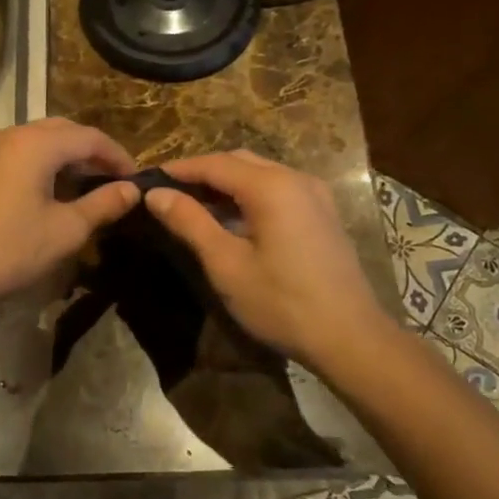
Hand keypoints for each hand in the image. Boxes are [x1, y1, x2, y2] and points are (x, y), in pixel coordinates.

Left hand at [0, 118, 140, 316]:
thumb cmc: (11, 250)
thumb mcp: (67, 230)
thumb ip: (103, 204)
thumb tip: (132, 190)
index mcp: (35, 144)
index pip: (89, 137)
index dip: (117, 155)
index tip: (135, 179)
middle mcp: (9, 135)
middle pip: (62, 131)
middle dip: (91, 151)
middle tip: (112, 179)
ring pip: (36, 139)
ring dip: (64, 156)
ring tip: (83, 184)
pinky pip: (15, 152)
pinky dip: (38, 162)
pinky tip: (46, 190)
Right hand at [145, 150, 387, 368]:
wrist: (350, 337)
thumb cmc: (282, 303)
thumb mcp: (226, 264)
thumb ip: (190, 222)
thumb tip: (155, 195)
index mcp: (270, 186)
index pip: (214, 164)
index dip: (179, 170)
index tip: (148, 181)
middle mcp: (295, 178)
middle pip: (238, 161)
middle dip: (202, 172)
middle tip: (169, 193)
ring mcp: (315, 194)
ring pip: (260, 173)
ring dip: (226, 182)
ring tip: (195, 205)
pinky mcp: (323, 213)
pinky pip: (278, 188)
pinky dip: (249, 193)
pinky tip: (234, 218)